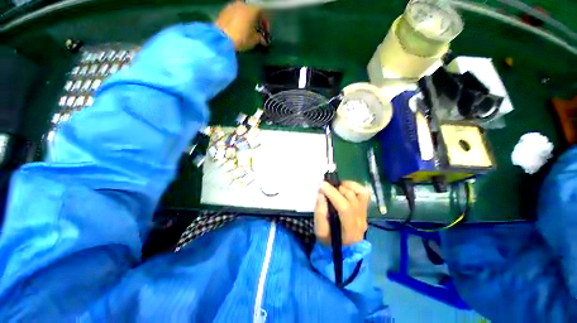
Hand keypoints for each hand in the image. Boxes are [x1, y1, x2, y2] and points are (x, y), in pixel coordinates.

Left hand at [215, 2, 266, 51]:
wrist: (222, 38)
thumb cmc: (241, 38)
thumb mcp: (254, 40)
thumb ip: (260, 38)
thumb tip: (263, 39)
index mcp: (251, 9)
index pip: (261, 12)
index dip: (264, 22)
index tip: (265, 30)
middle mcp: (242, 4)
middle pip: (251, 10)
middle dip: (254, 19)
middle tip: (255, 29)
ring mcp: (231, 6)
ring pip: (242, 11)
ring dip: (245, 18)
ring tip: (246, 29)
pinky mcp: (224, 10)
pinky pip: (234, 13)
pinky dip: (237, 19)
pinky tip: (237, 28)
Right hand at [315, 181, 369, 245]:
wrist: (342, 247)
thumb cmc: (328, 239)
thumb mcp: (320, 230)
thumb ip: (320, 212)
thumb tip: (321, 193)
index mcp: (350, 229)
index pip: (345, 208)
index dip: (333, 194)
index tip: (322, 185)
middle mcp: (360, 220)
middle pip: (351, 198)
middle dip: (336, 189)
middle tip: (324, 187)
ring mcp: (364, 214)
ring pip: (360, 193)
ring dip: (345, 186)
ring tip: (334, 187)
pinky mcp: (364, 209)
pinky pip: (363, 193)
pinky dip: (354, 187)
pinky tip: (344, 187)